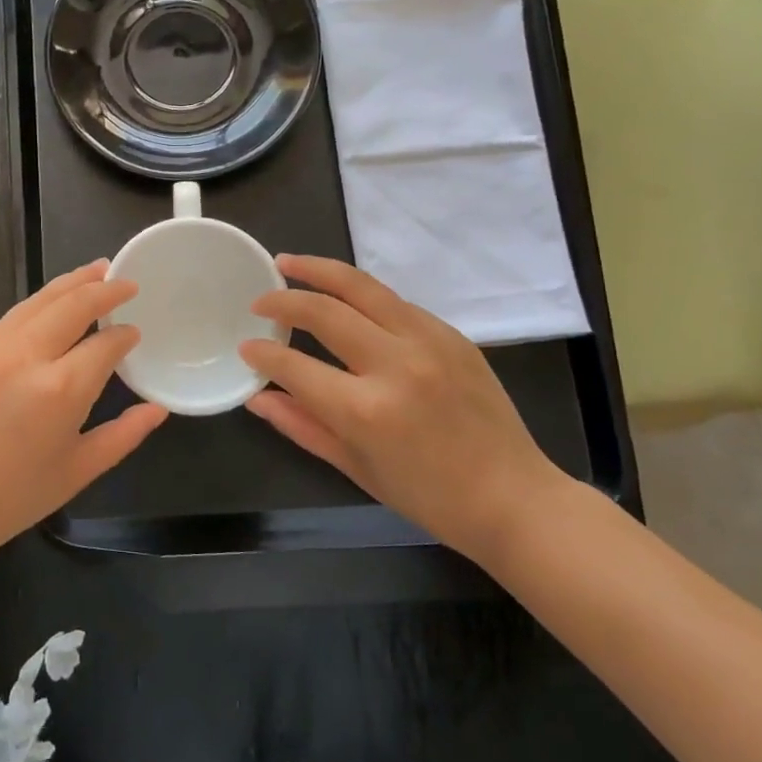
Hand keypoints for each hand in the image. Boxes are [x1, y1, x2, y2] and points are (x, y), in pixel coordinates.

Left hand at [0, 261, 167, 568]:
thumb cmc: (11, 499)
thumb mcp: (78, 471)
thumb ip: (124, 435)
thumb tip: (158, 409)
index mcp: (60, 390)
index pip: (105, 343)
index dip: (124, 335)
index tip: (134, 332)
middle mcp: (25, 355)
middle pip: (74, 303)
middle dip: (104, 287)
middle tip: (124, 279)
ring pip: (38, 300)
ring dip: (70, 284)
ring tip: (94, 271)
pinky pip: (8, 319)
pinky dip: (36, 308)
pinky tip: (47, 310)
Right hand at [238, 255, 564, 561]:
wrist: (515, 498)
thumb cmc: (429, 496)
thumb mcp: (355, 467)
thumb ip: (301, 425)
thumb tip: (257, 397)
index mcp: (365, 410)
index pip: (295, 365)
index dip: (263, 353)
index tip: (246, 345)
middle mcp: (395, 365)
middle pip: (324, 311)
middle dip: (283, 299)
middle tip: (260, 299)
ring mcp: (428, 343)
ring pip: (362, 287)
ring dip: (319, 270)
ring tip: (289, 262)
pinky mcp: (451, 335)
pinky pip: (395, 302)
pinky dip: (361, 294)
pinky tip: (344, 295)